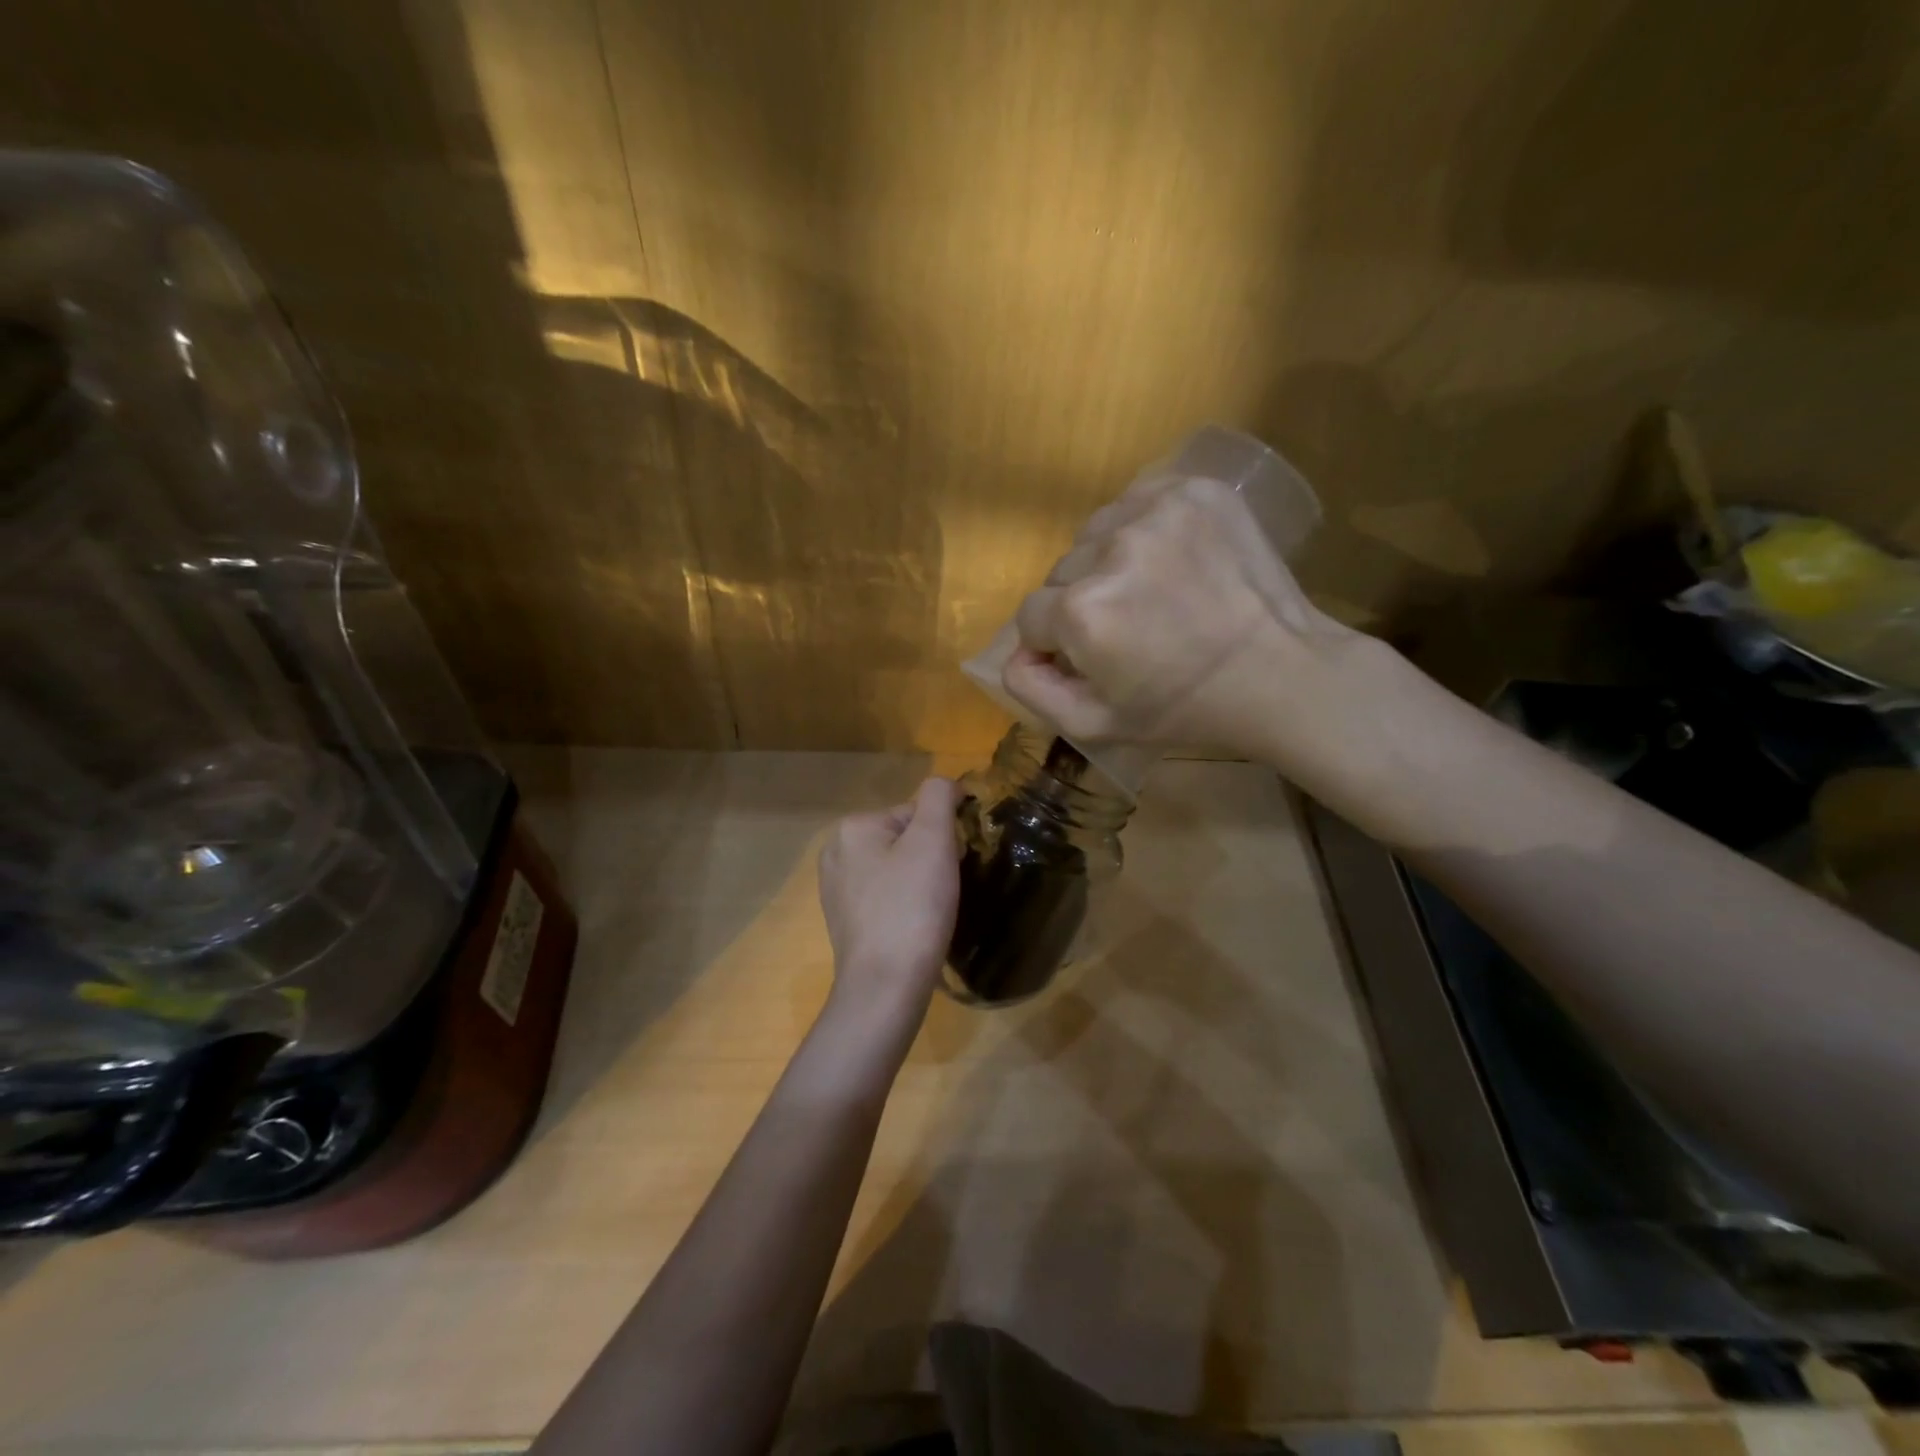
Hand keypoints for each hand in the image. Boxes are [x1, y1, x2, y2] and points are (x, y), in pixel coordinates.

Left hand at [817, 777, 960, 1034]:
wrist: (885, 986)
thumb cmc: (912, 907)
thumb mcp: (933, 840)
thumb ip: (939, 798)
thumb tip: (947, 784)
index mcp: (853, 827)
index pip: (914, 813)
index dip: (943, 837)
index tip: (952, 866)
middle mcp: (835, 852)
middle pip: (903, 839)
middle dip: (929, 859)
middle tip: (944, 891)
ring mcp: (835, 890)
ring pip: (895, 870)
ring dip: (919, 883)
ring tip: (932, 911)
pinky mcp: (844, 922)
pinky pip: (884, 898)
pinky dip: (904, 906)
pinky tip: (915, 927)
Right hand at [1002, 474, 1384, 773]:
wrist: (1280, 672)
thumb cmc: (1184, 709)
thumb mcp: (1095, 725)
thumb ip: (1032, 689)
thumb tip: (1015, 651)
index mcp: (1082, 612)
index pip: (1031, 615)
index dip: (1055, 642)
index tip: (1093, 657)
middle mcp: (1110, 549)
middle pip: (1062, 572)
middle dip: (1082, 601)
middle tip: (1130, 628)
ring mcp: (1155, 513)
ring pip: (1094, 534)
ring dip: (1108, 562)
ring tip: (1151, 591)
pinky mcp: (1194, 490)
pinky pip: (1135, 504)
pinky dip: (1140, 529)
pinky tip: (1169, 560)